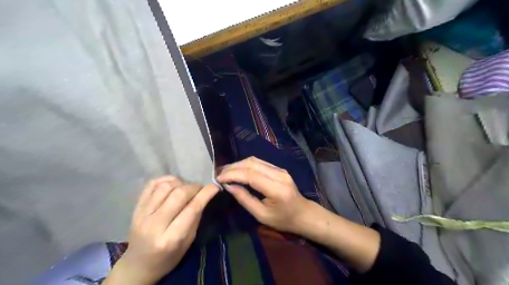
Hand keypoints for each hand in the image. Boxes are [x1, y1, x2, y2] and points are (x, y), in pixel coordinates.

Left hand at [107, 176, 217, 284]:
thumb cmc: (168, 257)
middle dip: (194, 187)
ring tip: (186, 187)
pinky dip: (166, 179)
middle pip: (178, 195)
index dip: (205, 194)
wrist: (138, 264)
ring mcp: (142, 215)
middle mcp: (154, 225)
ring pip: (165, 187)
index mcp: (170, 239)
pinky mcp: (136, 207)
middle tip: (200, 189)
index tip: (215, 187)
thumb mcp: (188, 242)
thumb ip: (196, 217)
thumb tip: (205, 195)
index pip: (192, 209)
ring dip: (181, 183)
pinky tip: (174, 184)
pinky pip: (152, 184)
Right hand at [216, 156, 307, 232]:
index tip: (218, 179)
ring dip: (238, 164)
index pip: (251, 175)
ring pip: (255, 160)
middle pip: (252, 163)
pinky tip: (238, 170)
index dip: (233, 174)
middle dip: (233, 167)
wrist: (304, 214)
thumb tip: (228, 186)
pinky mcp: (279, 169)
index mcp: (276, 189)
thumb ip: (245, 199)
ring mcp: (280, 170)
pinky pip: (260, 163)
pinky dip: (246, 165)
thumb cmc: (283, 220)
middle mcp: (279, 174)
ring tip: (225, 171)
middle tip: (219, 174)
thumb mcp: (262, 215)